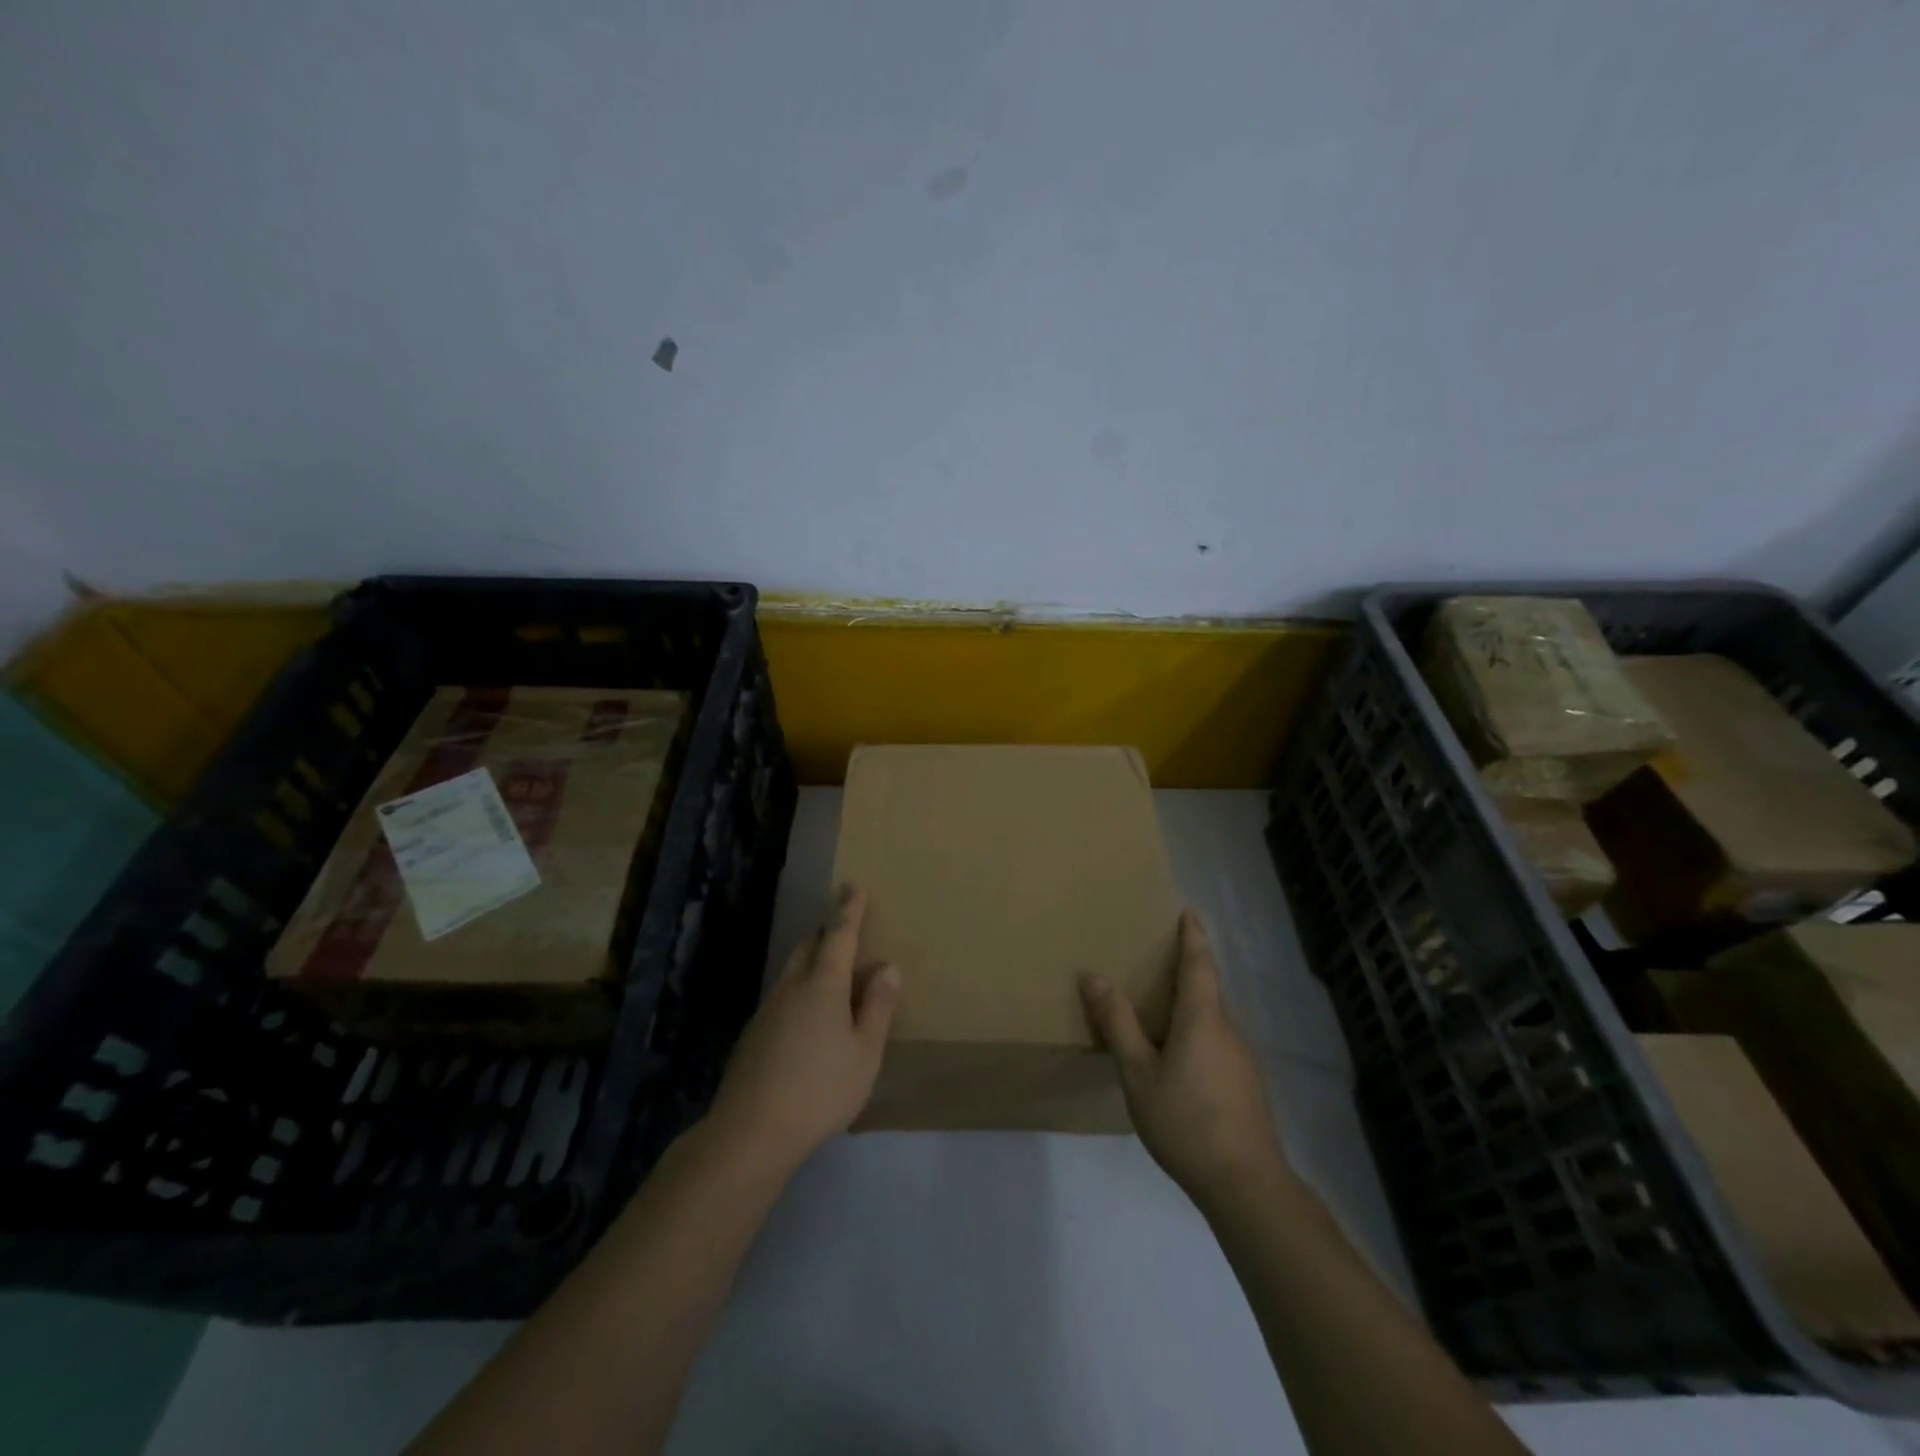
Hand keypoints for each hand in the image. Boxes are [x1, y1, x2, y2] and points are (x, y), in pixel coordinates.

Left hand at [705, 886, 899, 1175]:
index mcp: (822, 985)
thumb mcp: (864, 1053)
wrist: (749, 1133)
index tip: (853, 886)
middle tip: (844, 933)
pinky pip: (781, 998)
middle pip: (808, 947)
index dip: (848, 910)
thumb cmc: (820, 1090)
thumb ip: (877, 1008)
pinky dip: (799, 993)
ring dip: (811, 964)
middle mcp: (790, 988)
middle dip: (826, 934)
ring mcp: (766, 1011)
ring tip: (830, 978)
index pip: (838, 935)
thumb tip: (888, 967)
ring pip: (791, 972)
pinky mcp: (752, 1036)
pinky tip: (807, 1023)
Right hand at [1081, 910, 1288, 1202]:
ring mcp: (1242, 1060)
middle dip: (1187, 971)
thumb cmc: (1186, 1120)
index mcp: (1203, 1018)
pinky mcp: (1246, 1086)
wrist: (1245, 1185)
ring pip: (1213, 1020)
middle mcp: (1228, 1030)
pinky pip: (1218, 1044)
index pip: (1199, 963)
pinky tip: (1178, 1061)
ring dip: (1191, 1007)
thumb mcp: (1138, 1073)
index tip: (1188, 911)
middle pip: (1208, 990)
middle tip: (1158, 960)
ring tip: (1161, 1011)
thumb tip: (1093, 976)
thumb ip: (1117, 1023)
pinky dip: (1197, 1035)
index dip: (1193, 936)